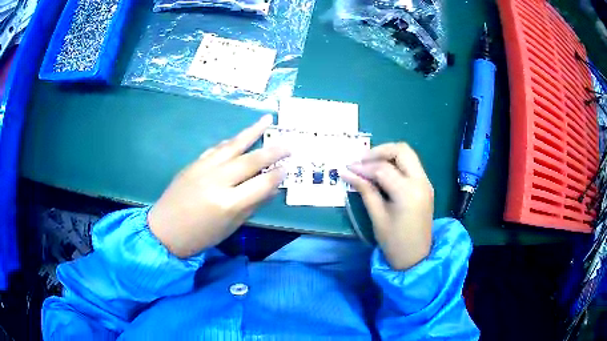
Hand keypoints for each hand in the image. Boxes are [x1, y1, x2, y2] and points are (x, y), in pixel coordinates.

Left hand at [148, 115, 288, 257]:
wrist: (164, 230)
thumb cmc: (200, 236)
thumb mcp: (230, 227)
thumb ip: (252, 205)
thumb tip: (271, 188)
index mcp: (228, 203)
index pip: (262, 183)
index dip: (278, 175)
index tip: (289, 167)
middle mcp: (217, 181)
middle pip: (250, 160)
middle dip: (273, 151)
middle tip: (290, 143)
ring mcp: (204, 168)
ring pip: (233, 145)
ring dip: (252, 132)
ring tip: (267, 120)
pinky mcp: (194, 163)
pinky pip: (216, 148)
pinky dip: (231, 141)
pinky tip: (240, 137)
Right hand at [342, 143, 433, 269]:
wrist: (416, 258)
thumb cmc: (394, 242)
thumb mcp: (377, 216)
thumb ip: (365, 190)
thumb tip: (347, 172)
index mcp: (408, 192)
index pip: (383, 169)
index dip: (363, 167)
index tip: (348, 168)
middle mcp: (421, 181)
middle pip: (402, 150)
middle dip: (380, 151)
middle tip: (361, 160)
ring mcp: (426, 182)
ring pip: (408, 155)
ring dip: (388, 155)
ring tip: (370, 165)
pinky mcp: (425, 186)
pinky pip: (411, 165)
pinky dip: (396, 163)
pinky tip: (382, 172)